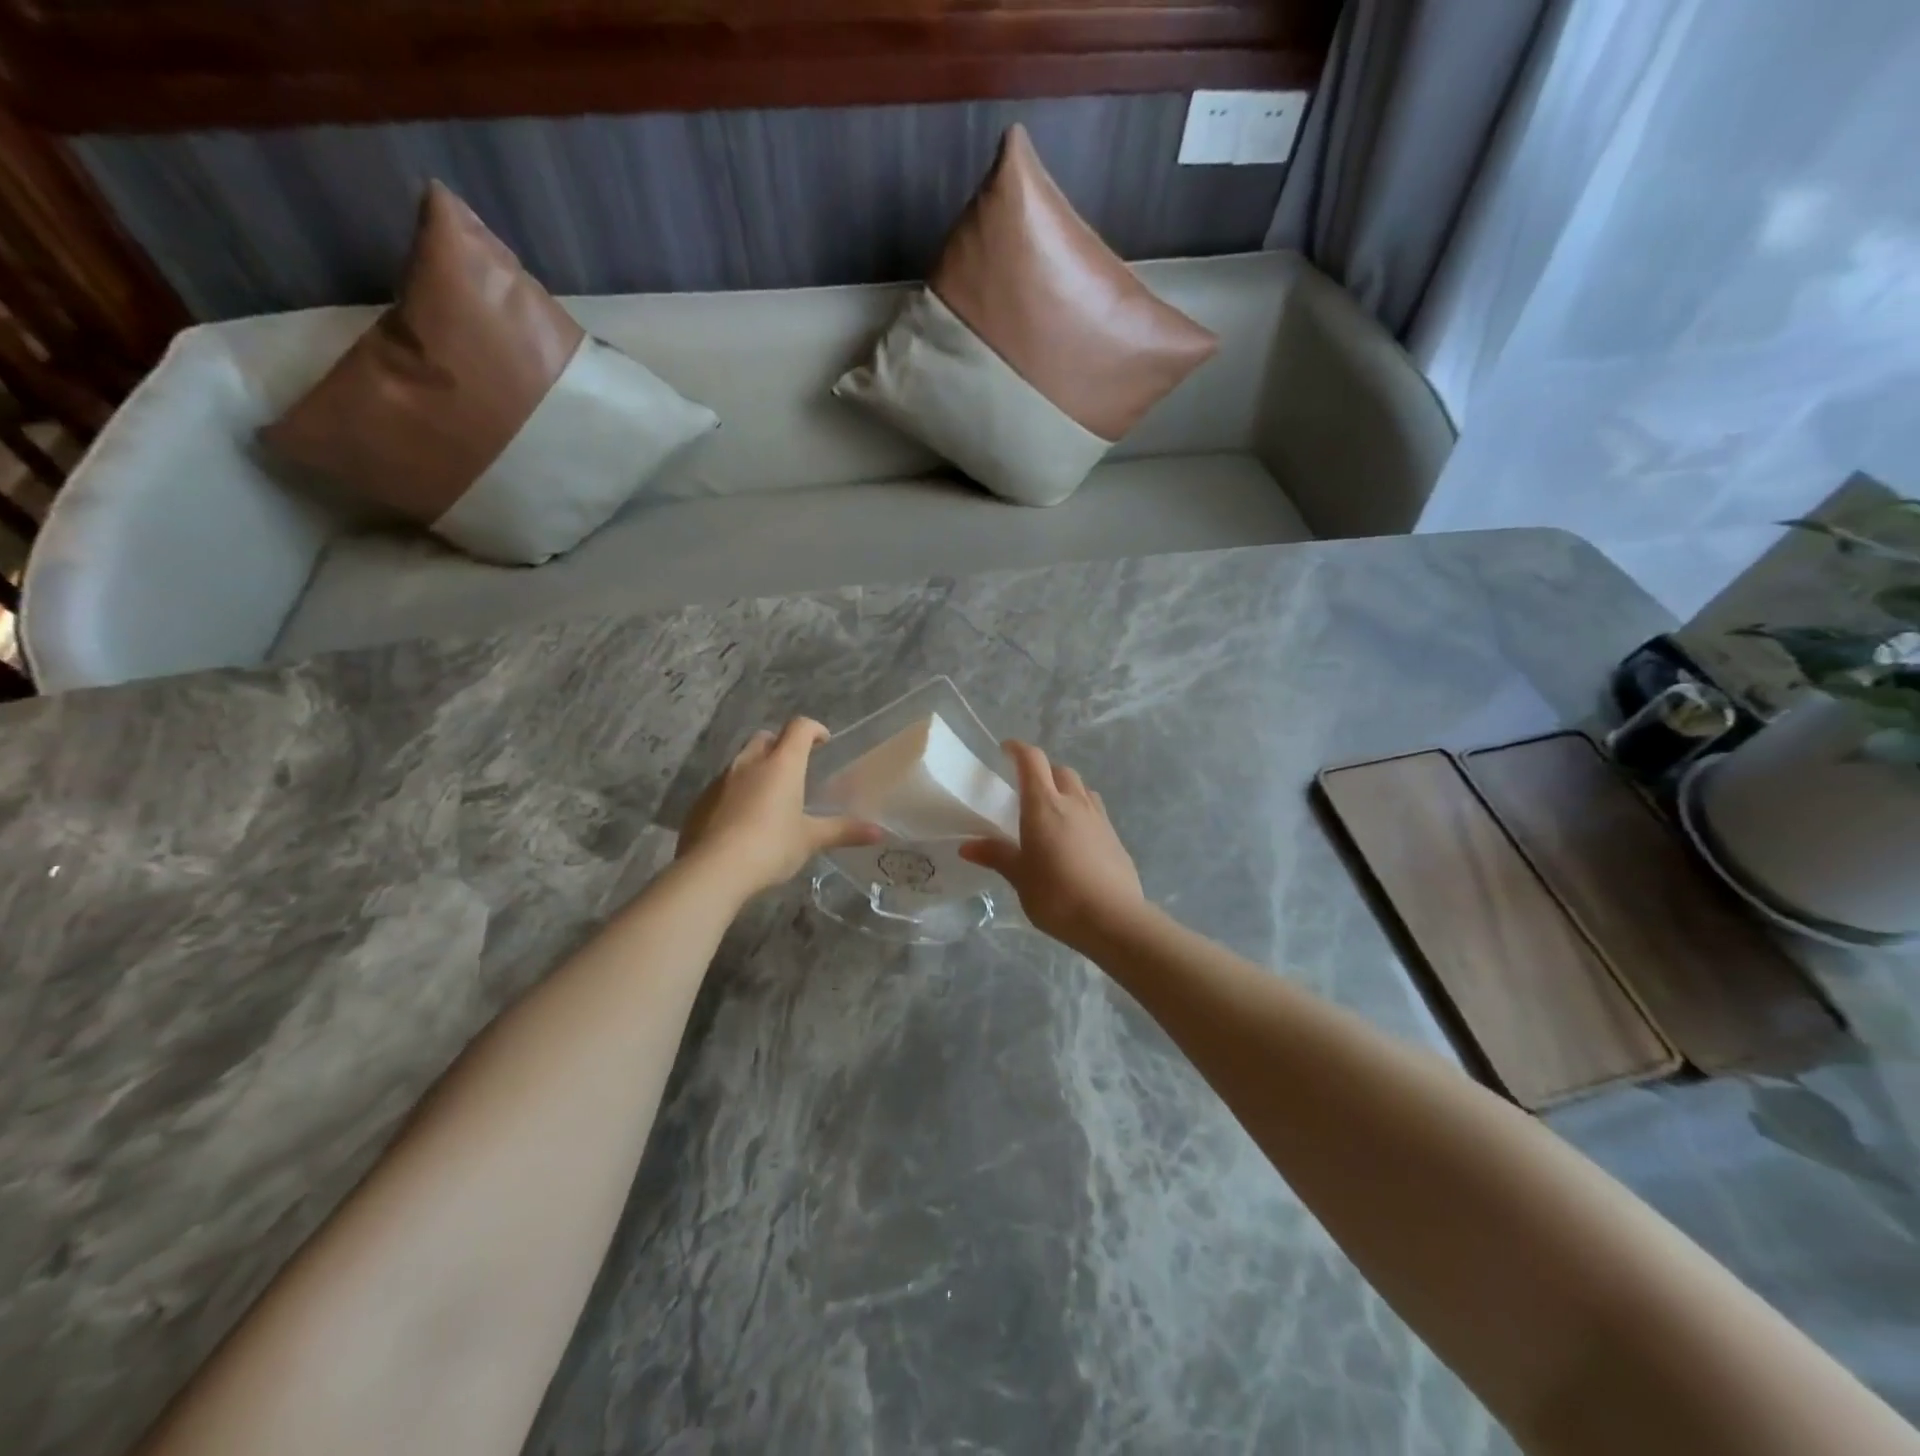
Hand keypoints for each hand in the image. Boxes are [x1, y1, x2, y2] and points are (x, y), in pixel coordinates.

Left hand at [677, 719, 881, 896]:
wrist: (713, 869)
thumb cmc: (771, 846)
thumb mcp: (810, 839)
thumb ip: (843, 831)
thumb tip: (879, 833)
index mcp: (782, 764)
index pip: (799, 728)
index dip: (813, 729)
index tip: (823, 741)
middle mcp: (750, 763)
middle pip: (766, 738)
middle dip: (781, 745)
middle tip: (795, 768)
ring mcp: (722, 780)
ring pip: (742, 761)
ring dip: (757, 769)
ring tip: (770, 796)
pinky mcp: (701, 800)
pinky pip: (723, 786)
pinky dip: (736, 792)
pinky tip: (743, 820)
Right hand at [959, 741, 1145, 948]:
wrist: (1113, 918)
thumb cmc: (1057, 894)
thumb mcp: (1020, 877)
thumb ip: (997, 855)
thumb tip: (967, 846)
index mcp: (1044, 805)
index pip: (1032, 761)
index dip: (1018, 749)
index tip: (1005, 749)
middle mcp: (1073, 802)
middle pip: (1060, 770)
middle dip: (1043, 771)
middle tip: (1027, 787)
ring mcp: (1099, 818)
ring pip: (1081, 788)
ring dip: (1065, 789)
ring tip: (1052, 810)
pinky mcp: (1115, 837)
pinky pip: (1095, 811)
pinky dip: (1081, 811)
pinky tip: (1074, 837)